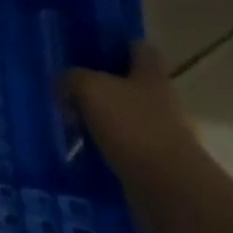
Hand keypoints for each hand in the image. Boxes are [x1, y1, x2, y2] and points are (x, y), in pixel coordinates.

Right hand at [64, 41, 199, 173]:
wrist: (169, 189)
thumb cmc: (132, 126)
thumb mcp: (89, 88)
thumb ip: (72, 78)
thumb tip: (63, 84)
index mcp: (151, 76)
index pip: (140, 48)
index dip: (118, 44)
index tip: (91, 47)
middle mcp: (161, 101)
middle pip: (130, 83)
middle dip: (102, 85)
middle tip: (68, 87)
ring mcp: (161, 134)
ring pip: (124, 116)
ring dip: (99, 118)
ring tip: (67, 121)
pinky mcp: (155, 163)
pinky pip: (123, 146)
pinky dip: (103, 146)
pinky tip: (80, 148)